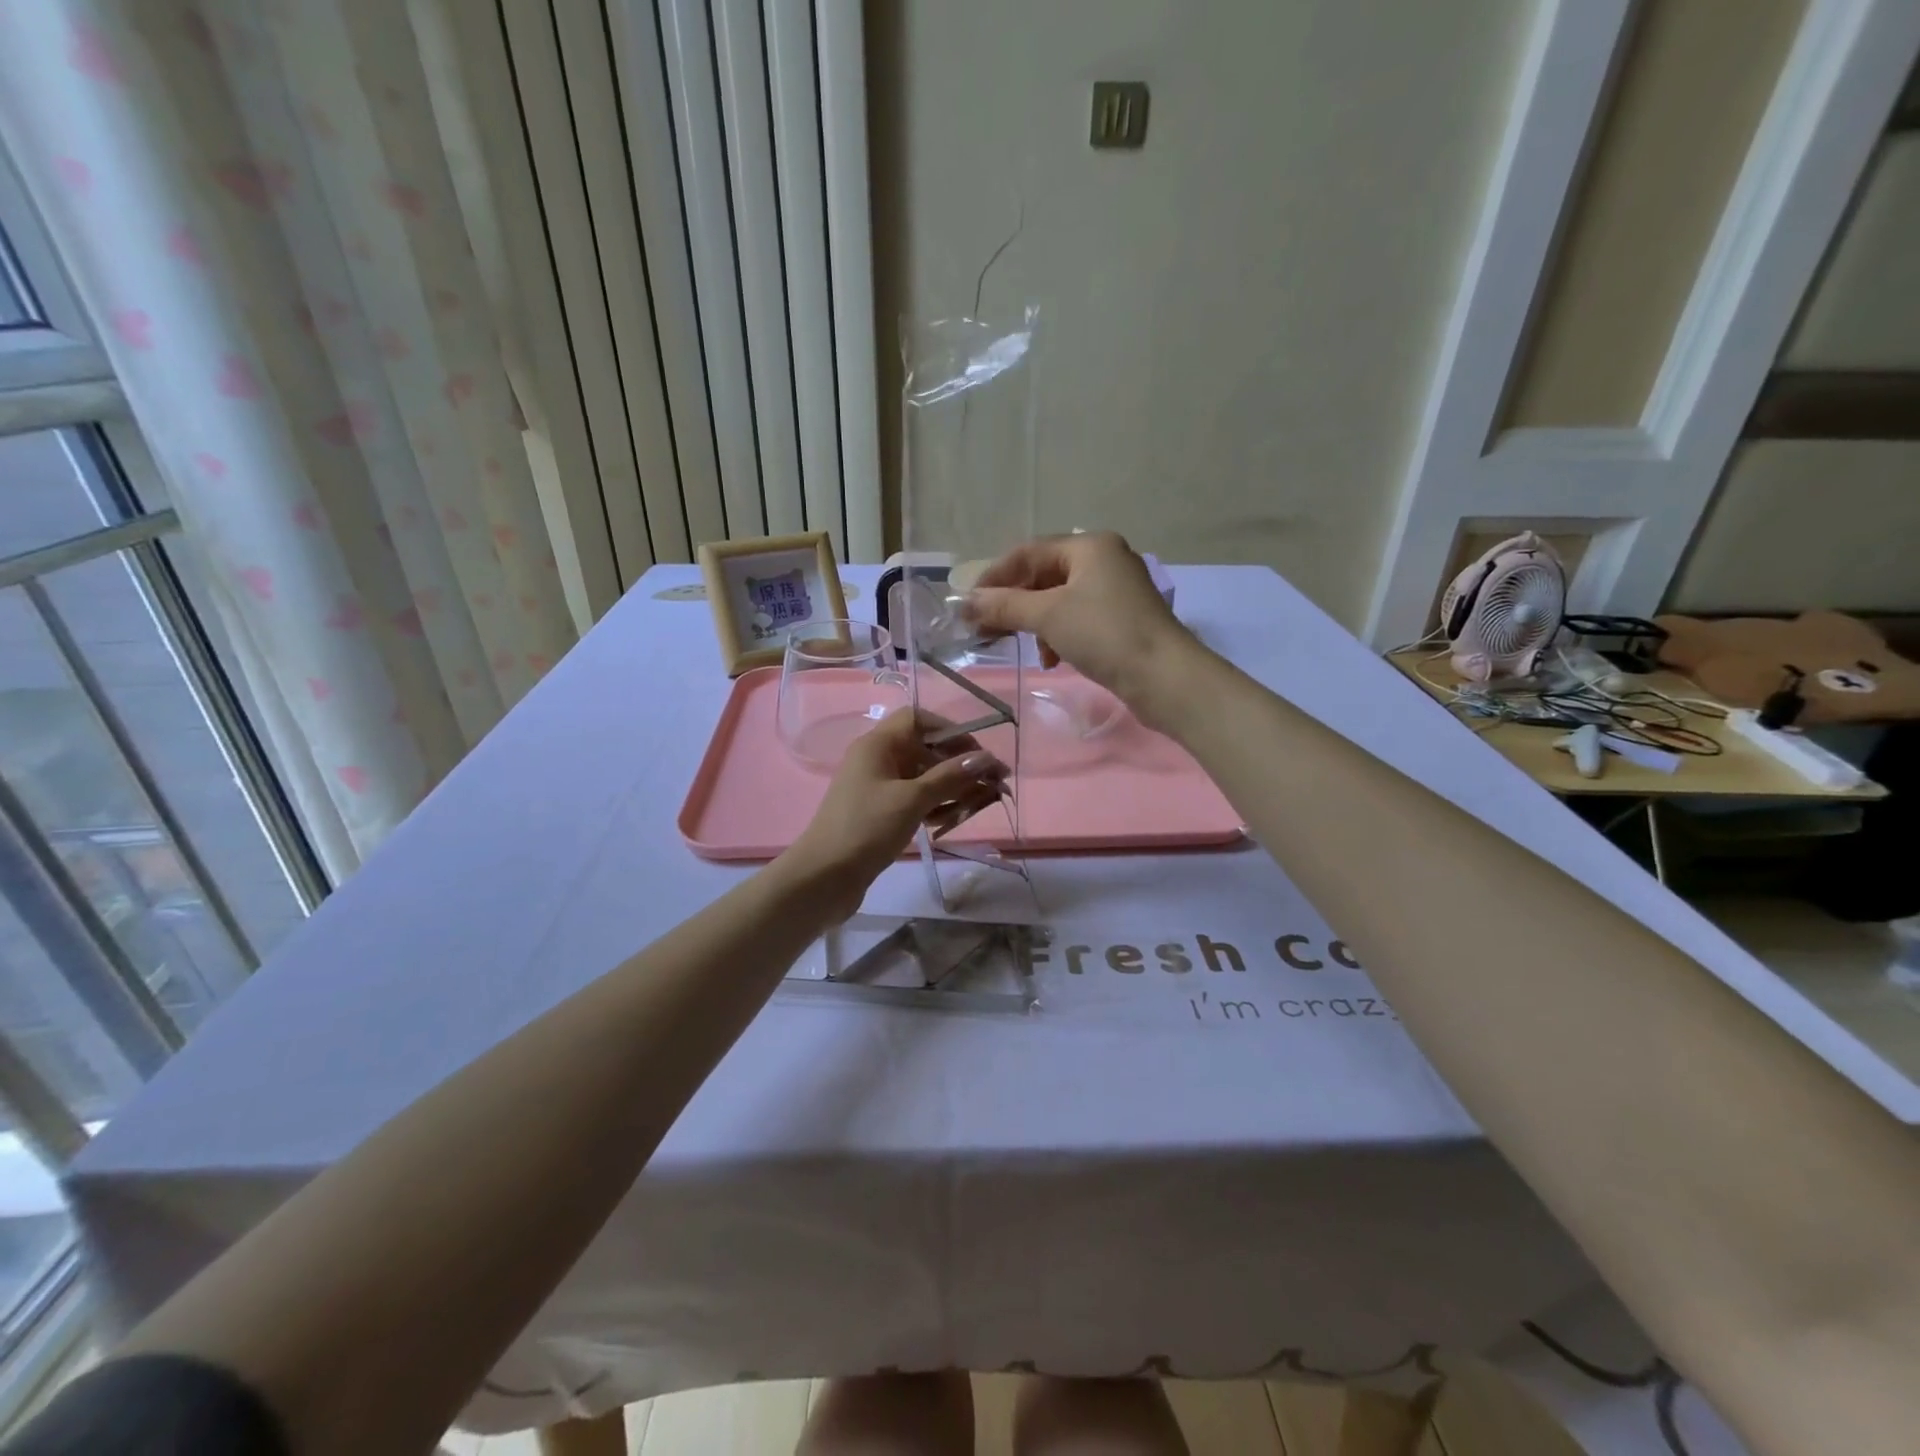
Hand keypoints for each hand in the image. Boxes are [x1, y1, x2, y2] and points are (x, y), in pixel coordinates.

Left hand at [782, 709, 1005, 919]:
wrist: (823, 878)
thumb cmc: (866, 828)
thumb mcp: (912, 799)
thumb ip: (951, 777)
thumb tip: (986, 758)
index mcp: (878, 745)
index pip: (918, 719)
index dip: (950, 730)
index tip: (977, 752)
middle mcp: (877, 760)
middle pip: (925, 749)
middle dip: (959, 763)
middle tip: (993, 783)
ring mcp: (877, 788)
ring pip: (922, 777)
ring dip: (953, 787)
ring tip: (985, 802)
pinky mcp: (880, 814)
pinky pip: (914, 800)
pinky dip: (936, 806)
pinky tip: (956, 818)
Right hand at [964, 532, 1195, 724]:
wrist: (1164, 677)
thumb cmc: (1104, 635)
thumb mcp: (1048, 616)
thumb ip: (1005, 606)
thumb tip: (966, 602)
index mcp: (1089, 546)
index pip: (1028, 552)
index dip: (994, 576)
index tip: (968, 603)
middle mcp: (1104, 560)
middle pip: (1043, 576)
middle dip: (1013, 603)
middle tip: (985, 628)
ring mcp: (1115, 591)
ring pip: (1059, 600)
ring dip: (1035, 623)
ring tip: (1021, 647)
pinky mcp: (1121, 621)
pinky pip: (1077, 619)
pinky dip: (1058, 635)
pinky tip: (1053, 659)